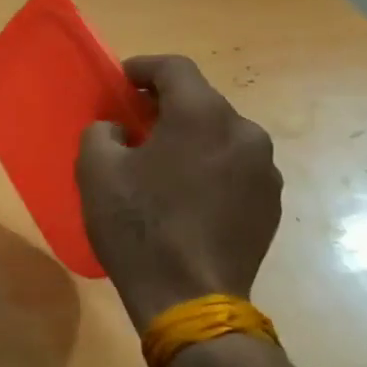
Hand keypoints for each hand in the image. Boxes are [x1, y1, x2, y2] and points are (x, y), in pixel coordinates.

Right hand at [76, 56, 281, 332]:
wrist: (189, 299)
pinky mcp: (271, 204)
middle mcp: (244, 133)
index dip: (143, 67)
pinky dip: (210, 168)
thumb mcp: (96, 170)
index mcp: (202, 115)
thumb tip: (120, 130)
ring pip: (220, 136)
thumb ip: (101, 131)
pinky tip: (186, 197)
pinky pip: (234, 168)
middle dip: (166, 106)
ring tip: (161, 165)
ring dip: (191, 139)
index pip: (174, 68)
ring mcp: (265, 171)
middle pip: (201, 101)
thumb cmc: (139, 226)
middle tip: (135, 124)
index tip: (121, 80)